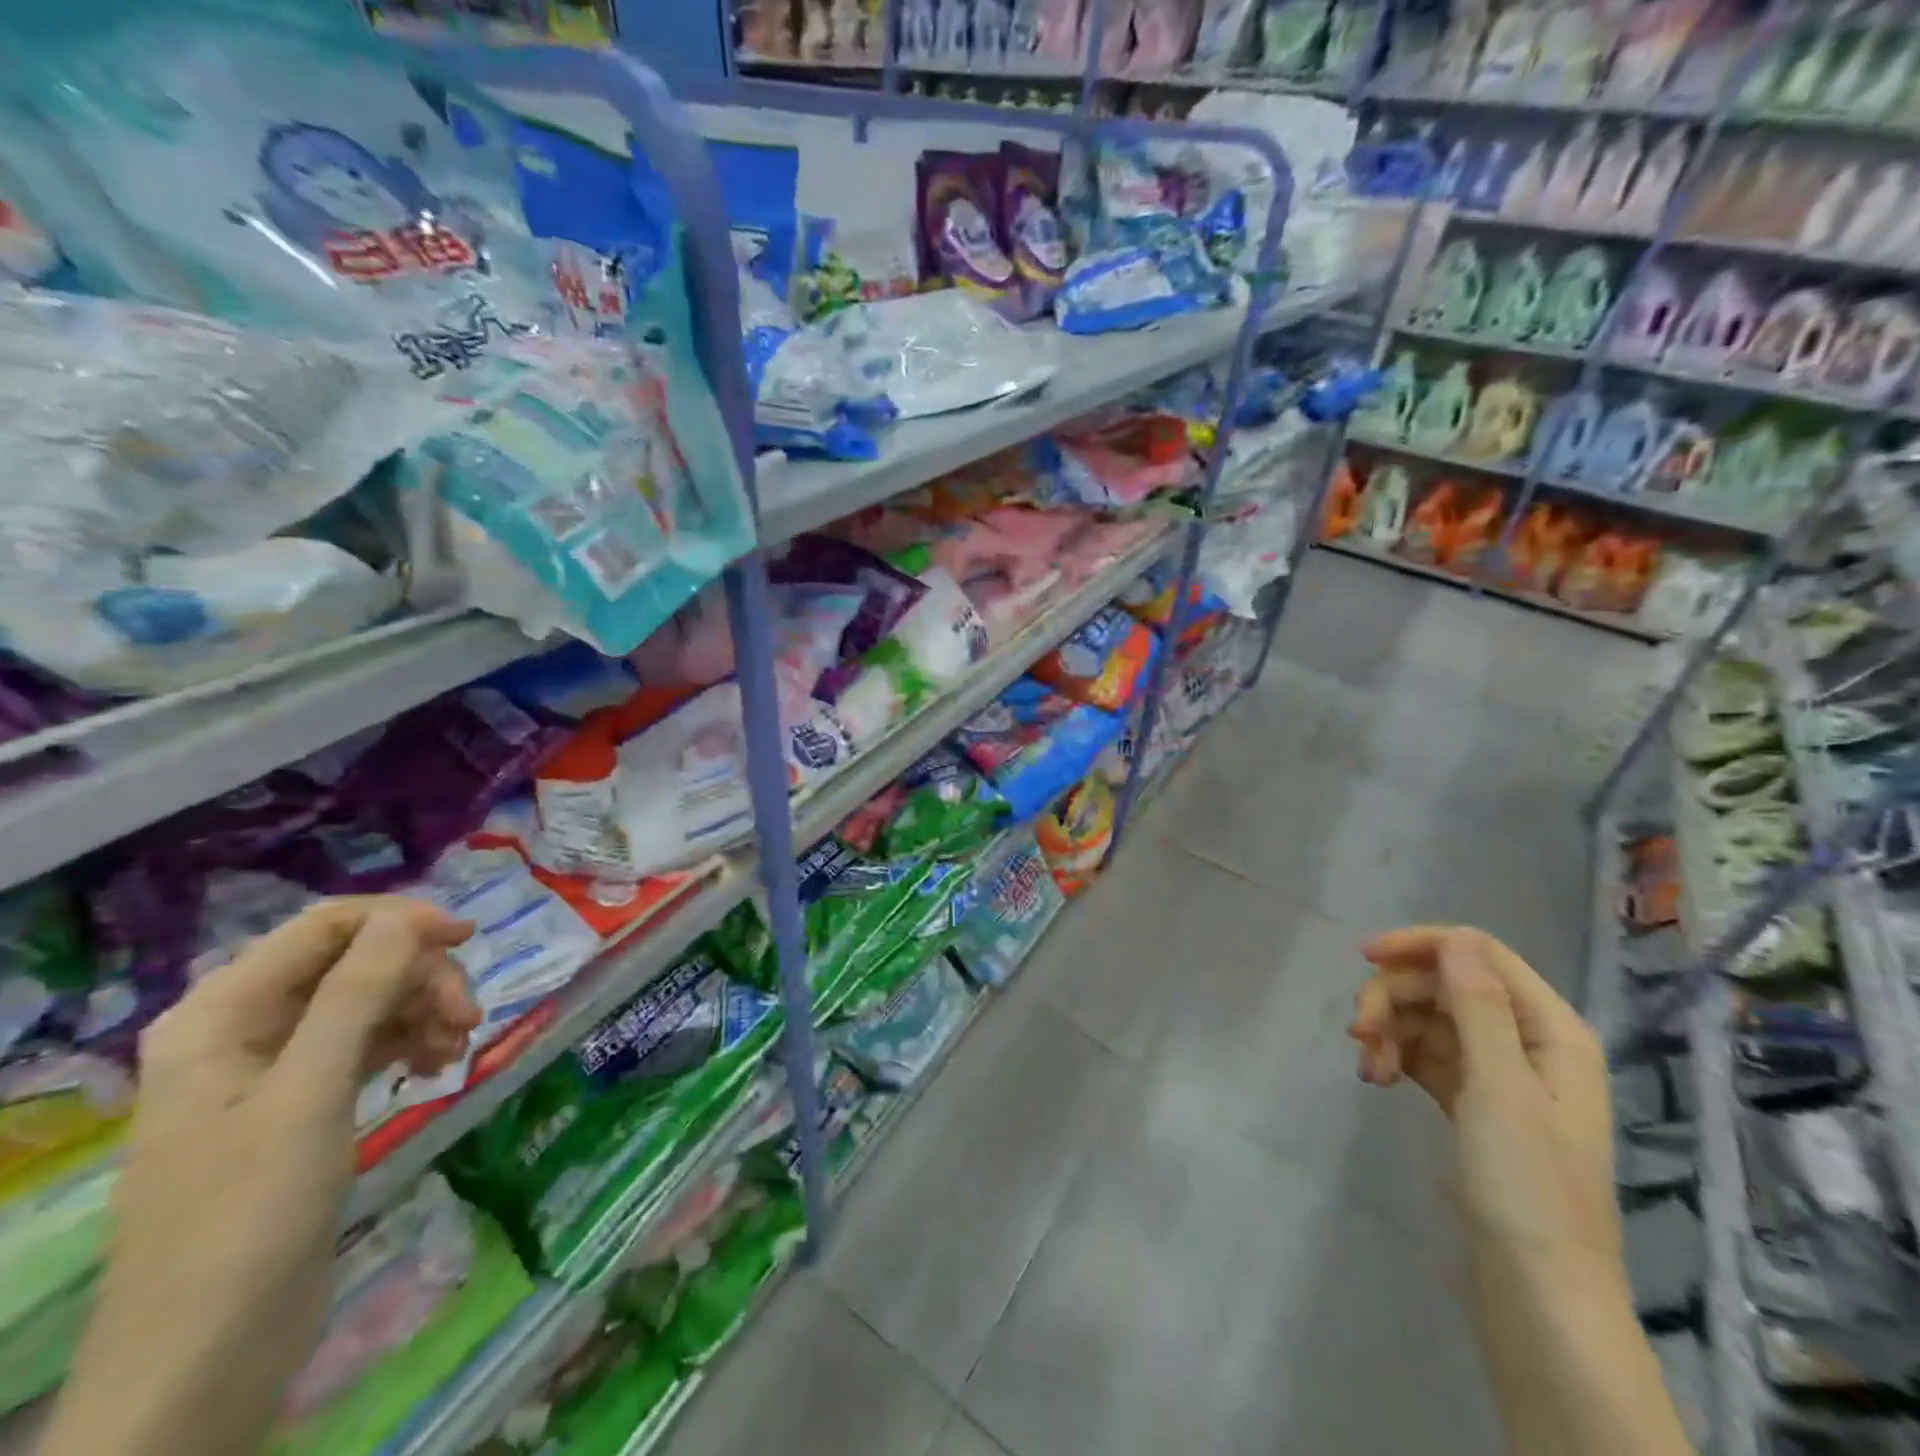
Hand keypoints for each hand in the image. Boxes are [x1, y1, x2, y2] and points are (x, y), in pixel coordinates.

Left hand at [44, 898, 478, 1455]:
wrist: (208, 1352)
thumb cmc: (248, 1214)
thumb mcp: (308, 1094)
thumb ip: (356, 995)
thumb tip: (406, 917)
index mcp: (222, 1013)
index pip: (324, 926)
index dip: (400, 921)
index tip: (469, 940)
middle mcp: (244, 1027)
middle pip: (355, 961)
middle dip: (419, 978)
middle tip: (468, 1017)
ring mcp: (275, 1066)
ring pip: (369, 1000)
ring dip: (422, 1010)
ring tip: (458, 1048)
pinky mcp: (303, 1102)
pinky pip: (367, 1042)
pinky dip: (409, 1042)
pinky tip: (436, 1065)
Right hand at [1348, 925, 1618, 1271]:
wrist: (1535, 1288)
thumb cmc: (1526, 1184)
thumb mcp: (1498, 1085)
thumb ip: (1477, 1004)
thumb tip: (1455, 936)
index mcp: (1550, 1029)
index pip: (1478, 953)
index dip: (1421, 945)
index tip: (1363, 957)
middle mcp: (1525, 1040)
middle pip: (1443, 984)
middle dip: (1393, 998)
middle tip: (1358, 1033)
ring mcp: (1496, 1070)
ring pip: (1425, 1017)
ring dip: (1388, 1030)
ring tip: (1368, 1069)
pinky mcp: (1469, 1098)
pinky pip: (1422, 1052)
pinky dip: (1395, 1056)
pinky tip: (1376, 1080)